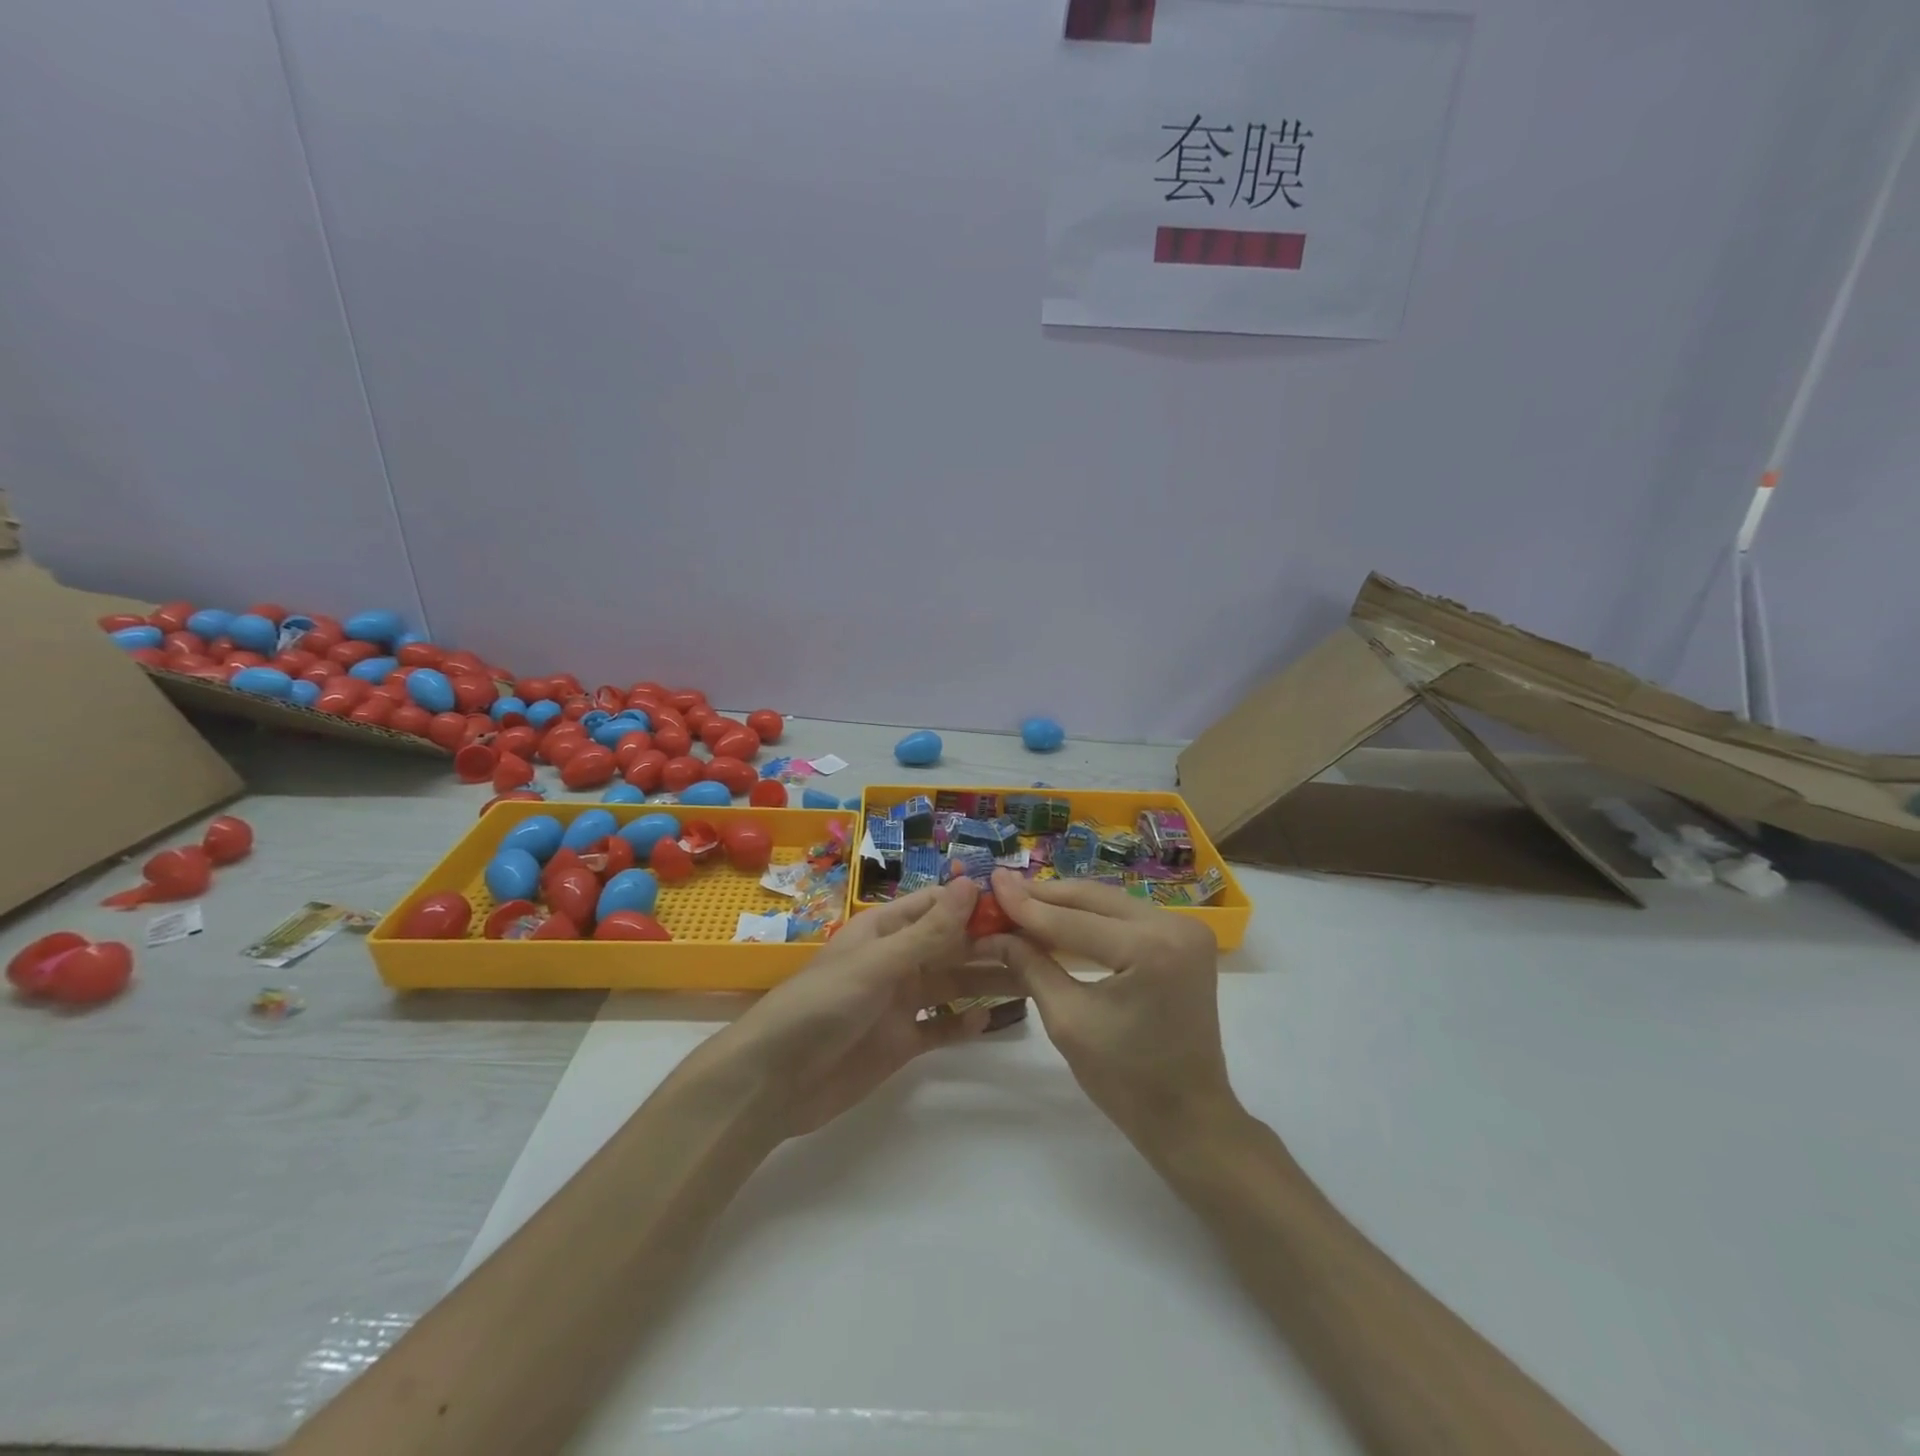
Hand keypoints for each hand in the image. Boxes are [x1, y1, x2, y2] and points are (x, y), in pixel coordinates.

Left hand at [716, 877, 1020, 1138]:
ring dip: (984, 980)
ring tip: (1030, 978)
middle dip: (988, 942)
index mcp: (884, 930)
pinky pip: (940, 1028)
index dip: (974, 902)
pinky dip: (963, 1024)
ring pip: (952, 985)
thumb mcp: (878, 963)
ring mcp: (899, 1003)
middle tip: (1039, 945)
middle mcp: (896, 961)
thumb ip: (928, 931)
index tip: (1019, 902)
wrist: (775, 1082)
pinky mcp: (900, 1043)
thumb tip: (971, 883)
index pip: (936, 906)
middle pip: (950, 945)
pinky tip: (989, 1019)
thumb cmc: (822, 1006)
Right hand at [985, 869, 1238, 1151]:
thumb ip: (1030, 966)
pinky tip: (1058, 918)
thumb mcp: (1067, 1021)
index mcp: (1150, 948)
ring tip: (1021, 900)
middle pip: (1094, 898)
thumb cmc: (1127, 1081)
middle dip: (1044, 895)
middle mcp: (1174, 926)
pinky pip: (1126, 917)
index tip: (990, 882)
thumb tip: (993, 933)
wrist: (1189, 1118)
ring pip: (1109, 903)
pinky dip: (1091, 917)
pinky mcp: (1184, 939)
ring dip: (1066, 904)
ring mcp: (1185, 929)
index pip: (1073, 920)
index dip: (1025, 904)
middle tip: (1001, 886)